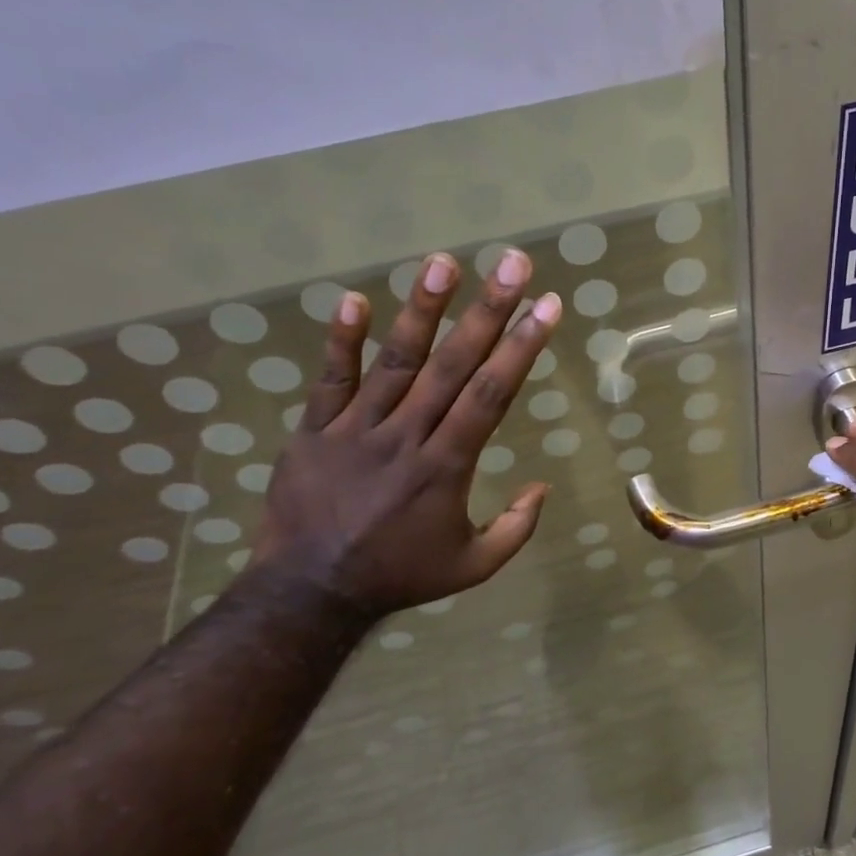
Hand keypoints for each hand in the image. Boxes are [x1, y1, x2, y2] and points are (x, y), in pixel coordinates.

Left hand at [250, 248, 559, 619]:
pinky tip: (354, 299)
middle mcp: (406, 437)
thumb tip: (542, 486)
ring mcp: (355, 430)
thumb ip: (515, 529)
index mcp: (446, 467)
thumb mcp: (472, 567)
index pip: (490, 396)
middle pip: (452, 365)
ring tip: (444, 263)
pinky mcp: (314, 431)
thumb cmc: (399, 575)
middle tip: (512, 263)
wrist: (310, 591)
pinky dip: (341, 340)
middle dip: (488, 311)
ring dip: (422, 310)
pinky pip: (330, 380)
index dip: (521, 348)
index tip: (546, 307)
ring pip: (395, 362)